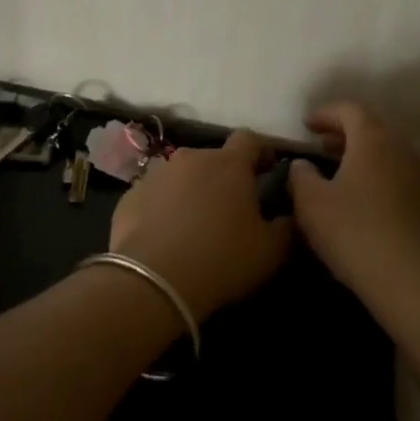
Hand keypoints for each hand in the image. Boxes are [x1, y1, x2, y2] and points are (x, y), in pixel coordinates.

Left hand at [109, 131, 293, 319]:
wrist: (152, 280)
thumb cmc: (221, 259)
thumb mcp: (271, 250)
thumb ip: (287, 226)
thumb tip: (289, 214)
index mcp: (228, 164)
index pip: (250, 139)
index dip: (262, 151)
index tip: (269, 168)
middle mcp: (190, 158)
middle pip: (214, 158)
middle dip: (226, 176)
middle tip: (233, 206)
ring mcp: (156, 174)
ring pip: (183, 175)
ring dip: (193, 190)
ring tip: (197, 222)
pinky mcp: (130, 196)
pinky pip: (156, 195)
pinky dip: (165, 207)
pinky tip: (167, 235)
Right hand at [287, 102, 419, 303]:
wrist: (413, 282)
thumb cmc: (354, 233)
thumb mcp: (310, 202)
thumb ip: (300, 175)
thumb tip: (302, 164)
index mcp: (373, 139)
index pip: (349, 110)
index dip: (325, 113)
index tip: (306, 124)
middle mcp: (402, 149)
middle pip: (373, 128)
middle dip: (345, 133)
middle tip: (321, 145)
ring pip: (389, 153)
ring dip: (363, 155)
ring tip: (340, 172)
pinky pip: (400, 176)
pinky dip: (380, 176)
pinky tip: (365, 200)